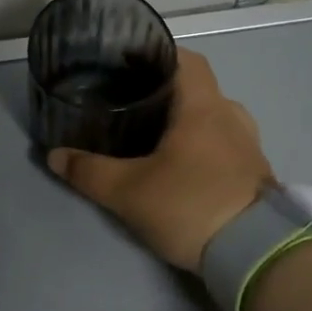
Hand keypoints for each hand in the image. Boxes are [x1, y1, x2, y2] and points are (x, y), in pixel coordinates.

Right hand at [47, 49, 273, 271]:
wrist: (258, 256)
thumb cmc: (191, 205)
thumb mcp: (128, 191)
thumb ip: (88, 171)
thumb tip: (54, 156)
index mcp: (204, 107)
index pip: (185, 59)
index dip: (156, 54)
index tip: (127, 63)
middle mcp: (230, 116)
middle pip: (195, 88)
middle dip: (163, 92)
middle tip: (127, 102)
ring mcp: (248, 145)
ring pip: (210, 117)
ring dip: (183, 120)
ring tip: (150, 134)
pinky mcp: (255, 173)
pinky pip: (222, 143)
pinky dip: (199, 144)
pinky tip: (177, 164)